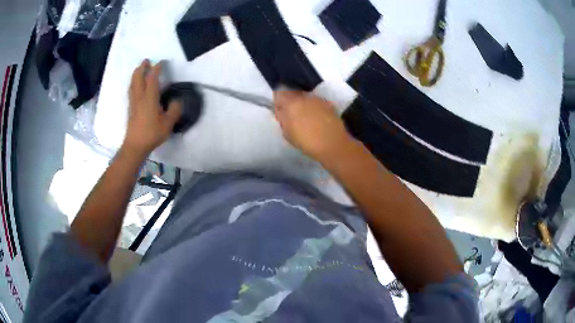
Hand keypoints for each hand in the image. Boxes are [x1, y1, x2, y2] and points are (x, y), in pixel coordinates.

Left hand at [122, 60, 181, 157]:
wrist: (135, 146)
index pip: (152, 78)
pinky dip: (134, 83)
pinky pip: (131, 90)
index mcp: (149, 98)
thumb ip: (174, 111)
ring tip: (140, 69)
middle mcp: (140, 97)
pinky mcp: (131, 108)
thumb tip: (176, 102)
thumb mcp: (168, 124)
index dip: (156, 68)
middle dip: (142, 67)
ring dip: (136, 74)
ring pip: (133, 83)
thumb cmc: (151, 134)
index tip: (161, 62)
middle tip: (146, 61)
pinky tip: (136, 85)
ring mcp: (133, 103)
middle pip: (138, 77)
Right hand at [274, 91, 352, 160]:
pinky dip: (313, 108)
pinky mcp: (328, 104)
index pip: (279, 93)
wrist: (333, 144)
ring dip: (302, 104)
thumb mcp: (287, 133)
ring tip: (305, 118)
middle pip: (292, 93)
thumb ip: (282, 118)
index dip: (278, 101)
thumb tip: (281, 110)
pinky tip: (315, 119)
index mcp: (291, 103)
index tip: (280, 110)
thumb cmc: (307, 142)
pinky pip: (315, 102)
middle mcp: (304, 97)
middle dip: (290, 102)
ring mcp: (317, 99)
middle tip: (291, 115)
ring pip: (304, 97)